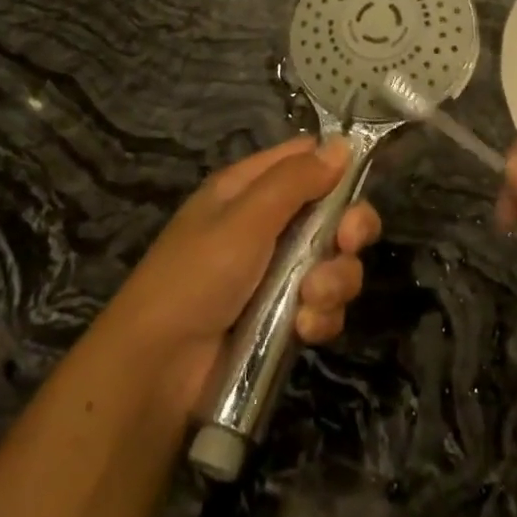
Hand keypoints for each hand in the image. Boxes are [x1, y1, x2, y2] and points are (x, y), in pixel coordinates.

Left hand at [104, 135, 378, 412]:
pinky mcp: (284, 318)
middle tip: (346, 244)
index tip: (359, 185)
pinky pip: (324, 305)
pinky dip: (322, 316)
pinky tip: (304, 329)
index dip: (335, 167)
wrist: (157, 372)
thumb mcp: (245, 220)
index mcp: (248, 190)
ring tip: (310, 300)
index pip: (304, 159)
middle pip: (332, 212)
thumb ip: (295, 180)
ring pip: (334, 261)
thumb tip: (342, 144)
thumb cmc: (196, 278)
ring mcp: (277, 274)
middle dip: (348, 229)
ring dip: (335, 280)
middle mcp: (266, 225)